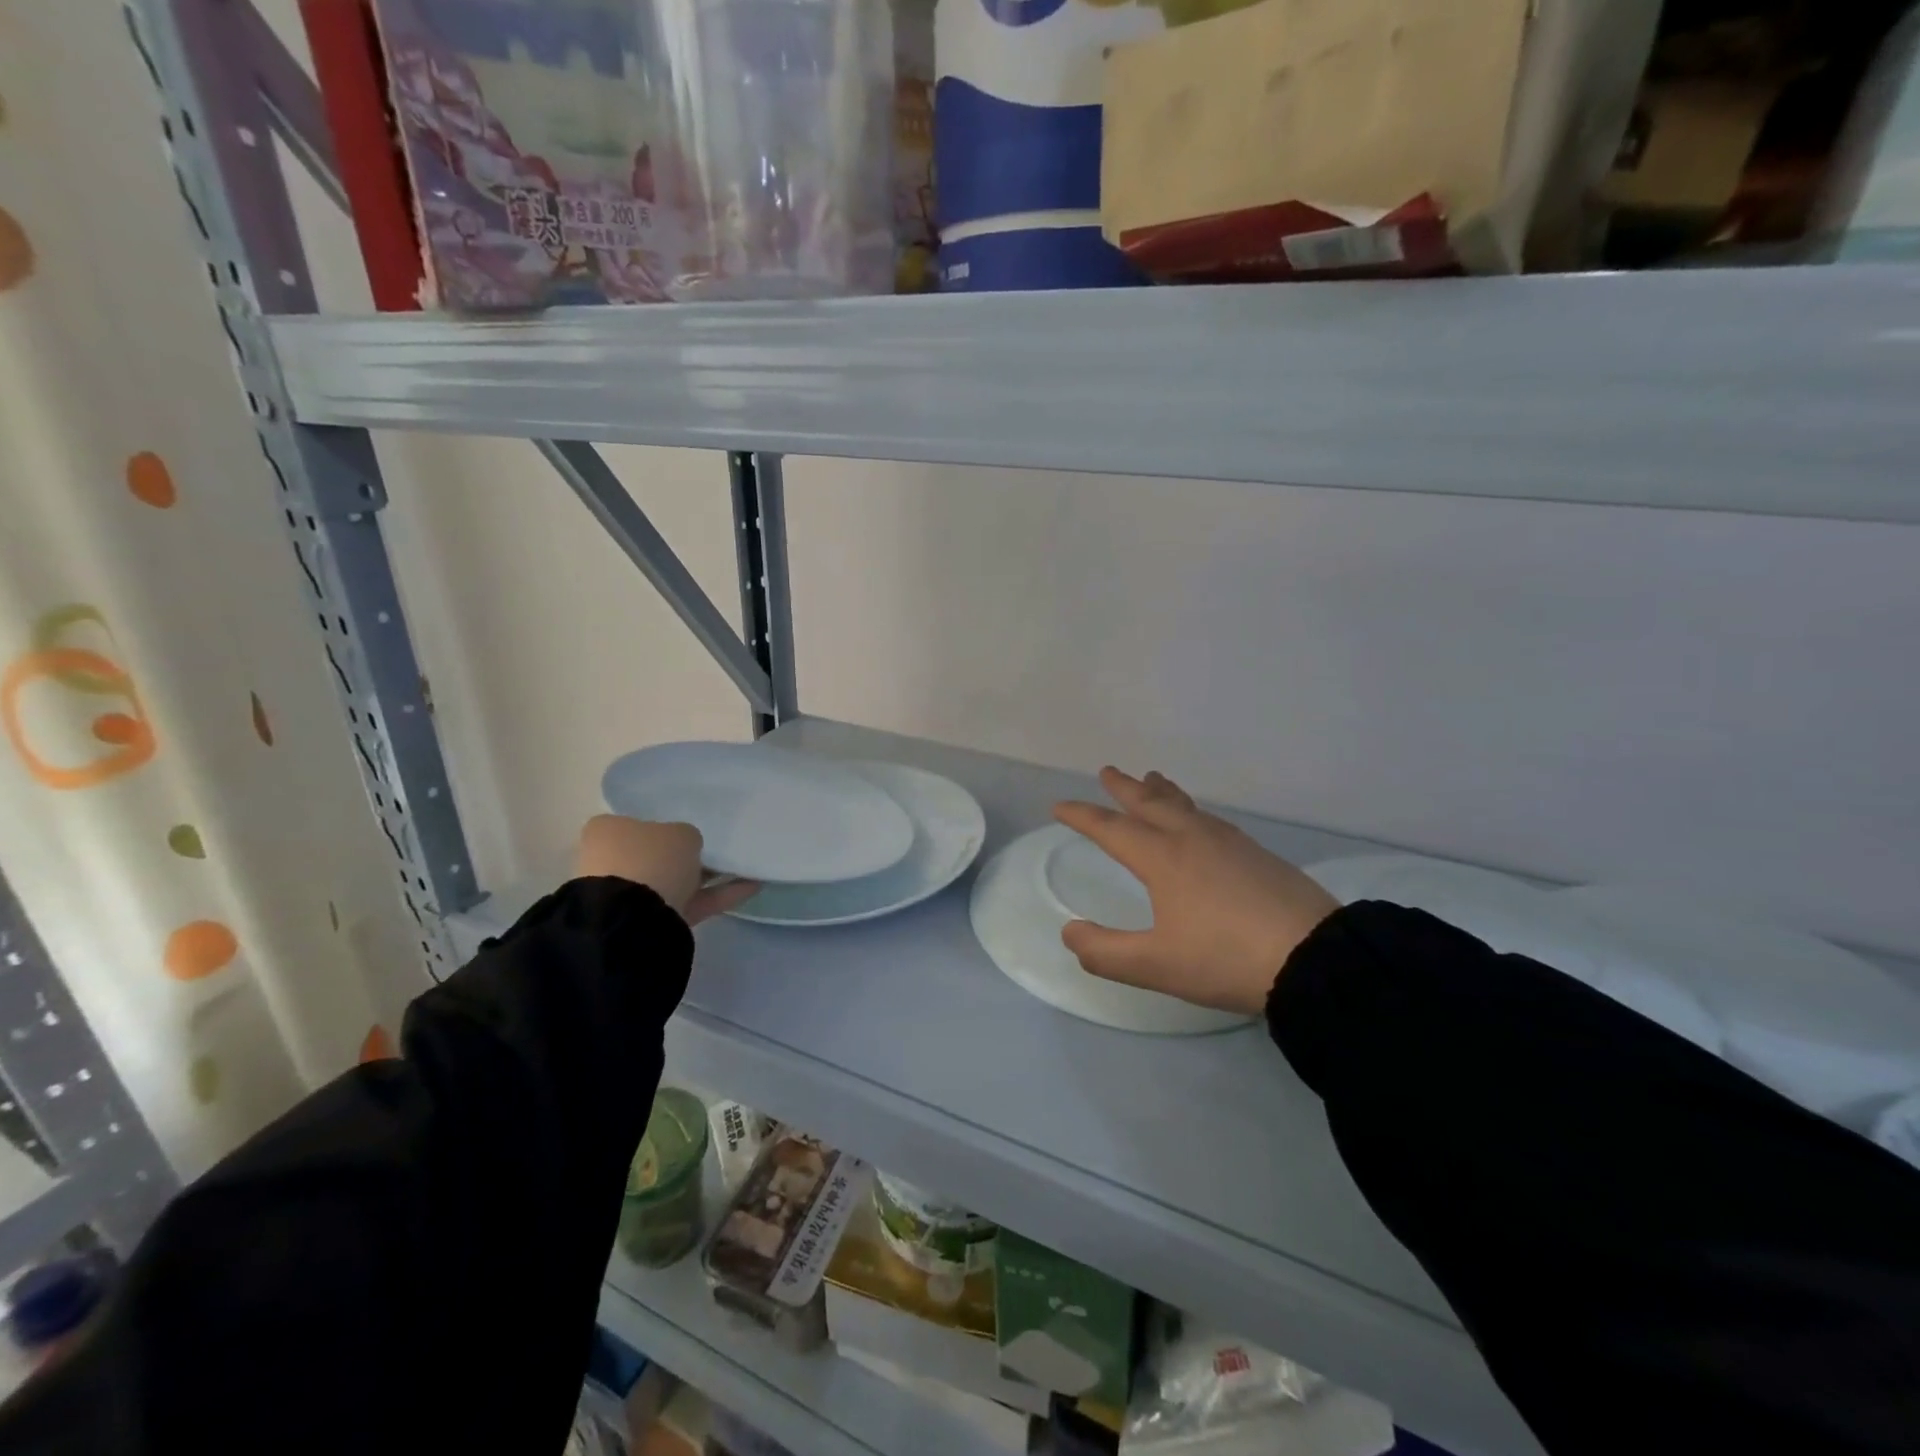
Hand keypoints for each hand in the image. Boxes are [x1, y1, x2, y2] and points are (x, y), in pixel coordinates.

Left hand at [574, 815, 757, 925]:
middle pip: (656, 854)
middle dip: (685, 856)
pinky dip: (718, 895)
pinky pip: (690, 903)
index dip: (665, 825)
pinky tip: (751, 886)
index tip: (692, 829)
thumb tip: (686, 847)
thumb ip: (686, 836)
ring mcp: (628, 895)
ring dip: (707, 876)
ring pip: (674, 880)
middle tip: (718, 850)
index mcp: (608, 831)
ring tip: (745, 867)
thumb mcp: (681, 833)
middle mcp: (612, 862)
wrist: (633, 918)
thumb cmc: (651, 859)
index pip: (637, 823)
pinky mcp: (649, 921)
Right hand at [1052, 769, 1339, 1015]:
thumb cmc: (1225, 959)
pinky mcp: (1258, 854)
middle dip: (1124, 788)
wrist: (1314, 958)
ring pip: (1185, 806)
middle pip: (1150, 804)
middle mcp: (1192, 839)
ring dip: (1161, 792)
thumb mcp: (1155, 966)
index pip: (1111, 829)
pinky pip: (1210, 819)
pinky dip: (1191, 809)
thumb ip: (1105, 952)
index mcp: (1163, 858)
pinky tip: (1200, 822)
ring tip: (1151, 779)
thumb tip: (1070, 933)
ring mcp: (1229, 843)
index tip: (1059, 806)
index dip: (1082, 816)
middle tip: (1107, 771)